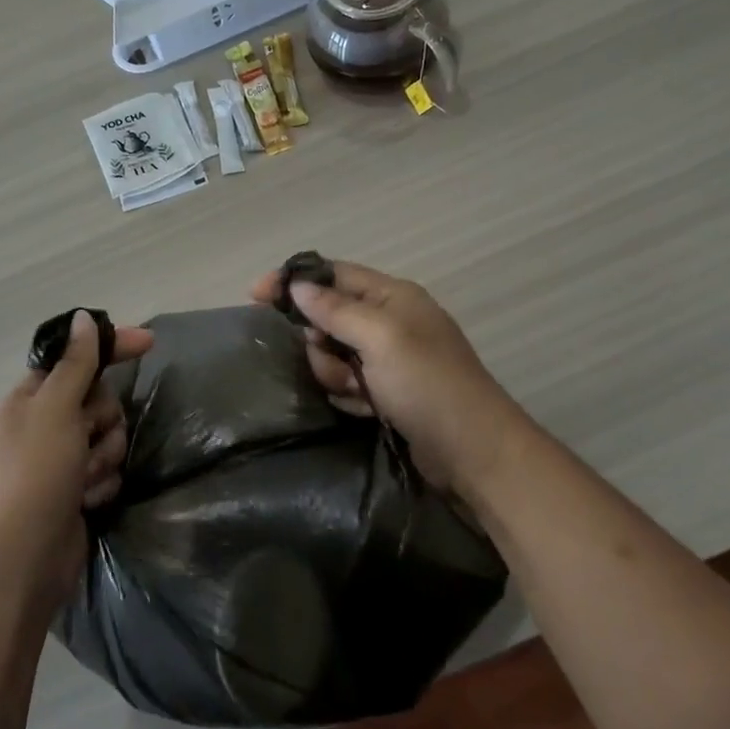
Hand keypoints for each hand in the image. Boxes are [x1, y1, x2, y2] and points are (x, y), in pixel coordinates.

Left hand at [0, 310, 153, 599]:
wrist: (24, 560)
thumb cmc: (35, 474)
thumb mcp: (56, 410)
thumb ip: (76, 363)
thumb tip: (83, 317)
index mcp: (31, 398)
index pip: (77, 358)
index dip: (111, 348)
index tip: (149, 342)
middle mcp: (46, 424)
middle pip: (100, 399)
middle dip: (103, 420)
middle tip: (85, 439)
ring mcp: (63, 459)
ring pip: (109, 436)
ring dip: (104, 456)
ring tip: (83, 480)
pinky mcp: (78, 489)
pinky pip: (109, 469)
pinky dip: (103, 483)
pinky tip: (87, 501)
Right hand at [249, 261, 526, 499]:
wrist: (474, 453)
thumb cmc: (428, 385)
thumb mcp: (381, 338)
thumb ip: (336, 309)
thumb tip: (297, 286)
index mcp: (393, 297)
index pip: (332, 274)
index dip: (294, 281)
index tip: (255, 296)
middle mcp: (390, 322)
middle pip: (328, 317)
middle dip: (319, 342)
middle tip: (329, 363)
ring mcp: (390, 359)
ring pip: (333, 354)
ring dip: (334, 374)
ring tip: (356, 393)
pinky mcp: (388, 392)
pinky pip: (348, 383)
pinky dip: (349, 395)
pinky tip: (364, 408)